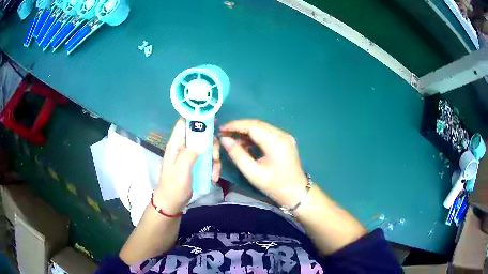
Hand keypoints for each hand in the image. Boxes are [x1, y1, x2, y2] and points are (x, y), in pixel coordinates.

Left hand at [154, 119, 220, 213]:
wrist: (172, 204)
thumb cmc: (173, 187)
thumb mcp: (181, 171)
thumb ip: (190, 154)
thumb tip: (203, 140)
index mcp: (176, 145)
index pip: (184, 123)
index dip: (197, 117)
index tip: (212, 120)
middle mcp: (183, 147)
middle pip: (200, 134)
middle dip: (211, 143)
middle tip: (215, 156)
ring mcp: (190, 156)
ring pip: (207, 147)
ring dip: (214, 158)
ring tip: (214, 172)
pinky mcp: (196, 164)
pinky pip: (208, 159)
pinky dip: (213, 167)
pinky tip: (213, 177)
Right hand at [220, 120, 306, 207]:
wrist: (296, 192)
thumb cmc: (274, 186)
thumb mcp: (253, 173)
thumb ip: (237, 155)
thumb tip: (225, 139)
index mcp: (276, 143)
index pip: (252, 126)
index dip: (235, 126)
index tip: (221, 129)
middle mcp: (282, 135)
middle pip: (257, 124)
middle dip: (239, 127)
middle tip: (224, 133)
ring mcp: (285, 136)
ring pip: (262, 127)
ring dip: (246, 131)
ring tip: (232, 139)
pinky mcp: (286, 140)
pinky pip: (267, 133)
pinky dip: (255, 136)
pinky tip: (245, 143)